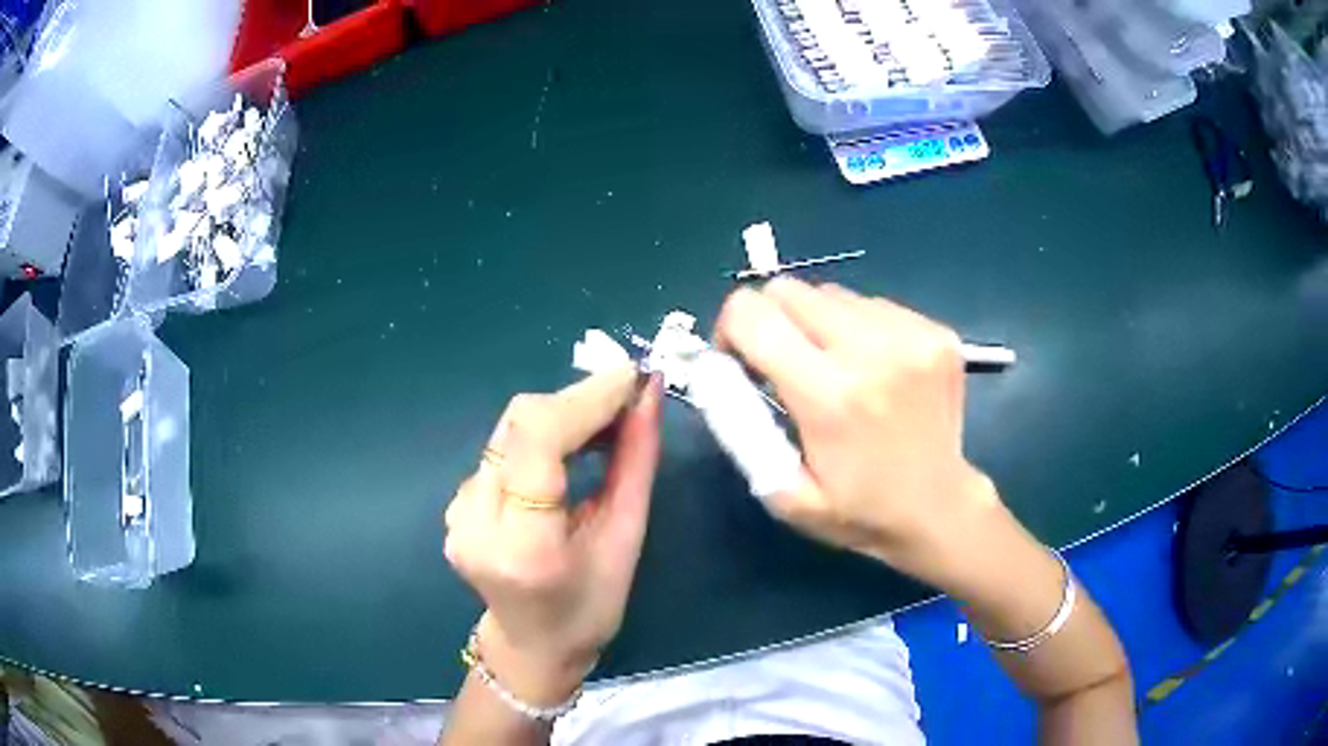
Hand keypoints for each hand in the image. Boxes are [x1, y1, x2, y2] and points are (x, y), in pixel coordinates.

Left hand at [443, 368, 661, 704]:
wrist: (532, 644)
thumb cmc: (591, 607)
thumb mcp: (626, 539)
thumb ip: (637, 463)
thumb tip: (648, 394)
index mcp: (524, 547)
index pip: (538, 442)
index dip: (584, 399)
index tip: (630, 378)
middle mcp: (476, 523)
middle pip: (519, 424)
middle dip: (577, 400)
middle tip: (627, 398)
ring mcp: (457, 512)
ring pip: (510, 430)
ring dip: (561, 415)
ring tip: (606, 423)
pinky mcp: (455, 504)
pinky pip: (502, 449)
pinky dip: (541, 436)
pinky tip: (570, 448)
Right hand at [715, 278, 1000, 588]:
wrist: (939, 509)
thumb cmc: (858, 510)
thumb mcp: (784, 493)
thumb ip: (741, 429)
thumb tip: (718, 368)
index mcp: (828, 396)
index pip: (752, 314)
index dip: (730, 328)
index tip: (740, 358)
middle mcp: (871, 351)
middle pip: (790, 290)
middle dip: (772, 320)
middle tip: (784, 362)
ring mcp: (911, 336)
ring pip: (833, 294)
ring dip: (819, 324)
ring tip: (836, 369)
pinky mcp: (937, 332)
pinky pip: (873, 305)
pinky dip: (859, 328)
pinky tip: (874, 368)